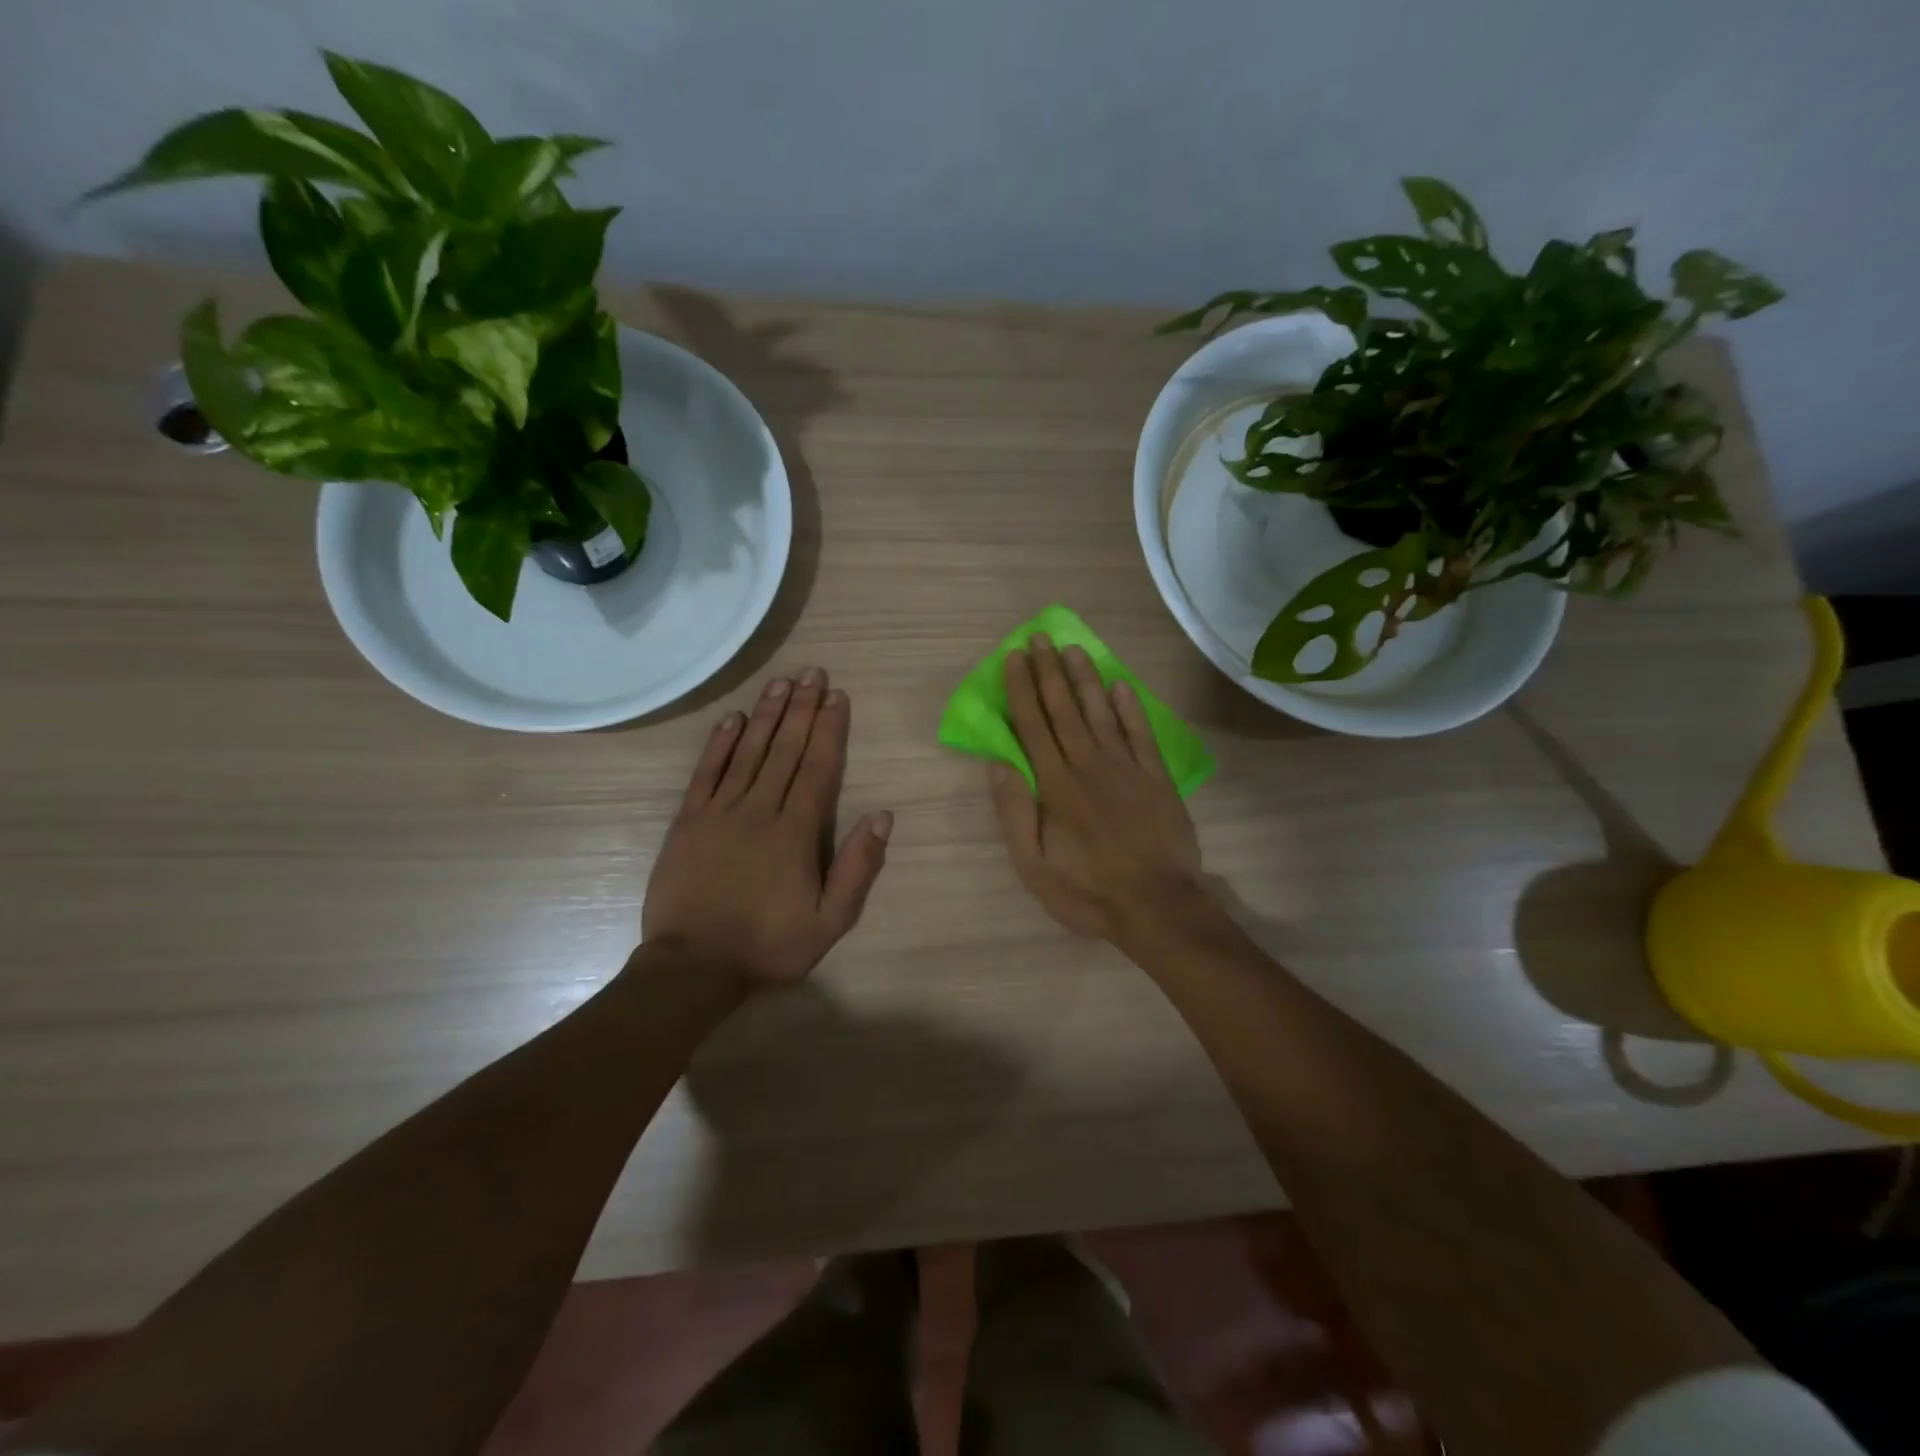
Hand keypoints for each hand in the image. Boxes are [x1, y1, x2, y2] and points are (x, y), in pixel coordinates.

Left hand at [644, 669, 891, 985]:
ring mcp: (719, 812)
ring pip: (749, 752)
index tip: (837, 697)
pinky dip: (720, 743)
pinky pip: (706, 773)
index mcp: (796, 832)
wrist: (692, 967)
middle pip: (786, 750)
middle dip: (803, 709)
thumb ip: (857, 868)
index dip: (830, 729)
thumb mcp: (830, 922)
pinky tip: (733, 719)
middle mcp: (760, 810)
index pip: (818, 768)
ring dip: (767, 715)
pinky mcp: (687, 821)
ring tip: (782, 683)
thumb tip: (881, 816)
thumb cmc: (768, 946)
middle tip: (813, 673)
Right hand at [989, 634, 1203, 940]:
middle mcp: (1089, 765)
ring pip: (1101, 713)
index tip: (1014, 657)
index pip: (1033, 726)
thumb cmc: (1088, 891)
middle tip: (1039, 638)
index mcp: (1056, 785)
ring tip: (1073, 649)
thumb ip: (1015, 812)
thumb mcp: (1034, 866)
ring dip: (1086, 679)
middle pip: (1064, 710)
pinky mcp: (1156, 778)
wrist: (1158, 906)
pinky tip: (1120, 686)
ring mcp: (1127, 768)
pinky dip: (1131, 708)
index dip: (1022, 689)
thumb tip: (998, 764)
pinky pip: (1141, 734)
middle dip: (1049, 672)